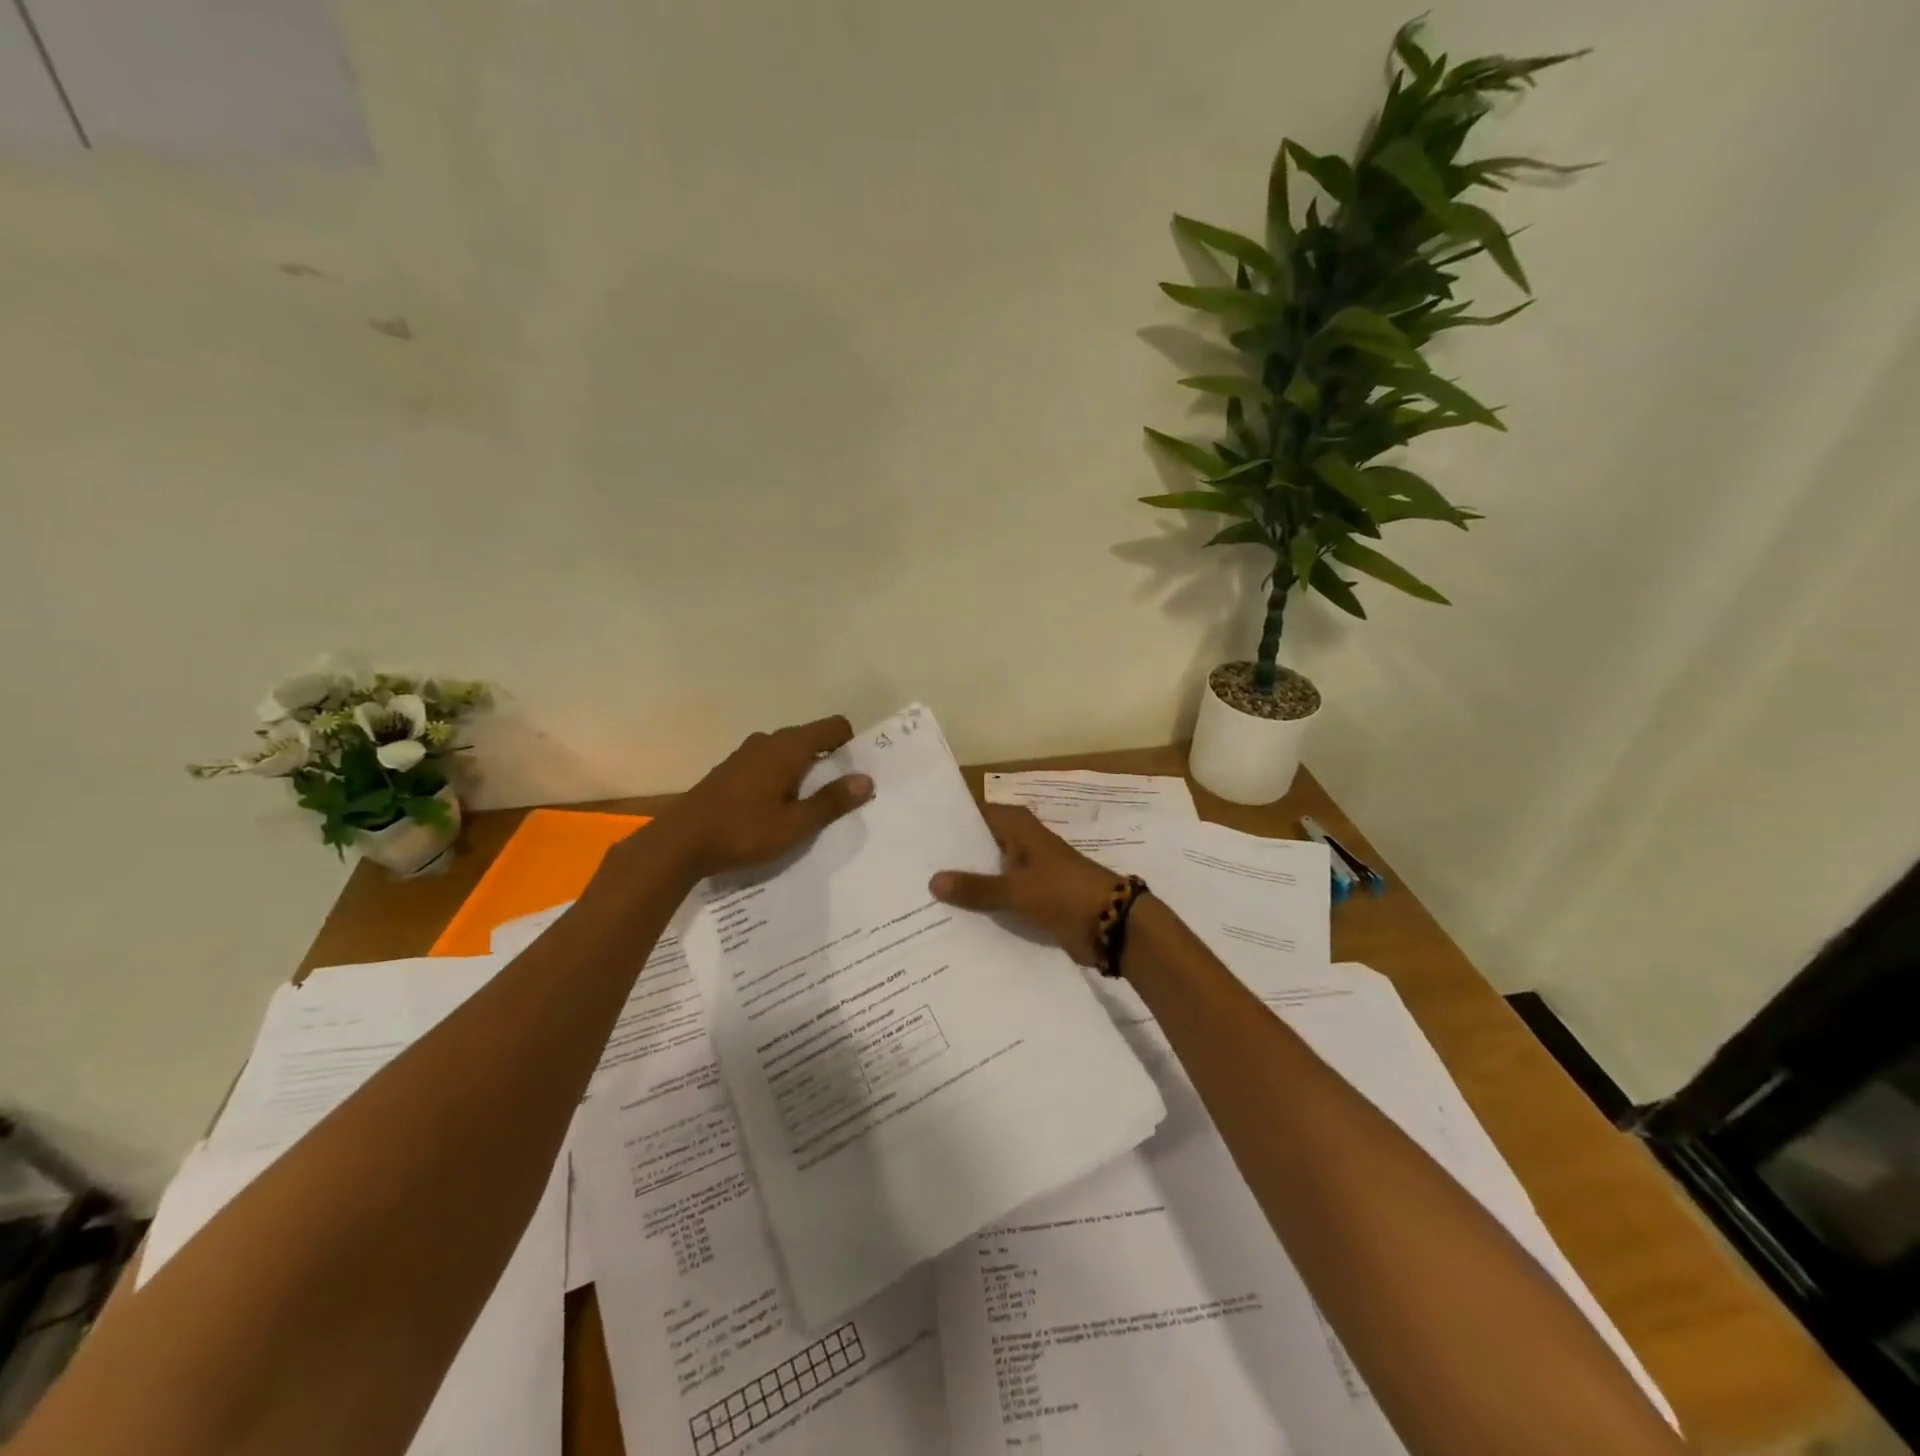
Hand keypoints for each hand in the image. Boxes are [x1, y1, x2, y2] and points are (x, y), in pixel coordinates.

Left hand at [652, 716, 873, 878]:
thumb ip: (832, 801)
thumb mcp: (795, 824)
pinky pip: (768, 764)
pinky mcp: (731, 770)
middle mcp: (768, 741)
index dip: (851, 744)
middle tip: (841, 795)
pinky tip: (778, 808)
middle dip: (830, 761)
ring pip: (788, 753)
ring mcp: (745, 754)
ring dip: (804, 771)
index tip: (859, 772)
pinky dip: (782, 778)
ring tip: (811, 805)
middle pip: (811, 739)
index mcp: (788, 748)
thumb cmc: (743, 831)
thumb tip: (866, 779)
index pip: (833, 727)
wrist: (680, 843)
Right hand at [929, 804, 1121, 966]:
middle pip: (977, 845)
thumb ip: (975, 887)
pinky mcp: (1033, 896)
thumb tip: (932, 880)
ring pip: (987, 872)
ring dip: (965, 885)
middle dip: (950, 859)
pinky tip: (952, 919)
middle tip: (908, 870)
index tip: (914, 834)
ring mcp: (1026, 870)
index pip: (973, 815)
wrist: (1110, 924)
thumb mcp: (1015, 890)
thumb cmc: (1063, 893)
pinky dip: (982, 904)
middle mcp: (1020, 842)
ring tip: (919, 896)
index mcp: (1017, 827)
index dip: (947, 824)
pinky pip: (999, 896)